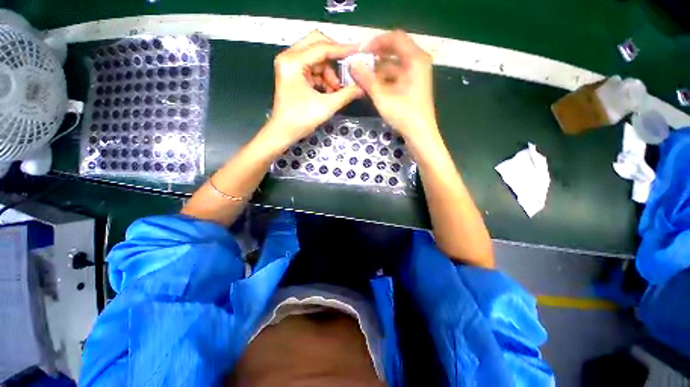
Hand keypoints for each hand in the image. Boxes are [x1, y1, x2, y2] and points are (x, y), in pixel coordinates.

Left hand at [264, 30, 363, 148]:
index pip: (321, 47)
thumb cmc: (300, 120)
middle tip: (348, 67)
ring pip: (316, 58)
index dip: (342, 49)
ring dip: (329, 72)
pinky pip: (313, 68)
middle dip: (334, 57)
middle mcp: (289, 57)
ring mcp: (290, 65)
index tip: (358, 51)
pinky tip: (330, 91)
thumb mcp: (326, 107)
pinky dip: (323, 78)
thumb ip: (346, 94)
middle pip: (317, 44)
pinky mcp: (293, 73)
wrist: (283, 132)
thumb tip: (362, 87)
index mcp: (293, 62)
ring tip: (336, 90)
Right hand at [351, 31, 437, 142]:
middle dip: (375, 57)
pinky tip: (372, 87)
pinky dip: (384, 79)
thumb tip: (352, 63)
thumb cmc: (403, 114)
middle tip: (358, 64)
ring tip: (361, 78)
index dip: (376, 42)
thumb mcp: (382, 96)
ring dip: (377, 71)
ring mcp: (416, 75)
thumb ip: (366, 78)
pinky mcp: (412, 86)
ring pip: (393, 65)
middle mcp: (417, 62)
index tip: (360, 51)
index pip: (394, 38)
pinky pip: (396, 76)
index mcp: (415, 58)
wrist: (420, 134)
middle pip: (394, 51)